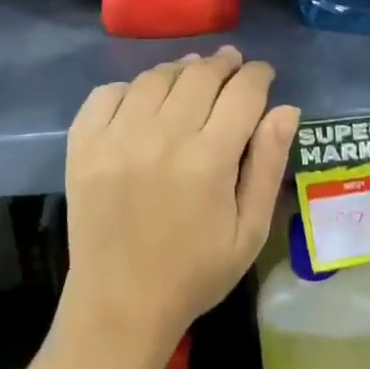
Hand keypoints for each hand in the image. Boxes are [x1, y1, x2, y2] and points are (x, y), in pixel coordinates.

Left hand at [62, 47, 299, 356]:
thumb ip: (268, 164)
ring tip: (192, 76)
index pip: (242, 92)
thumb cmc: (195, 272)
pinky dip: (130, 88)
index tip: (262, 73)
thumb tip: (285, 108)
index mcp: (209, 159)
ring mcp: (117, 137)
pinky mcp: (83, 145)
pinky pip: (107, 93)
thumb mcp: (249, 230)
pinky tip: (143, 100)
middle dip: (223, 64)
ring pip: (155, 78)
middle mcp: (163, 136)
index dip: (257, 75)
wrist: (120, 304)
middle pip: (199, 75)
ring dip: (180, 70)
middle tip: (231, 65)